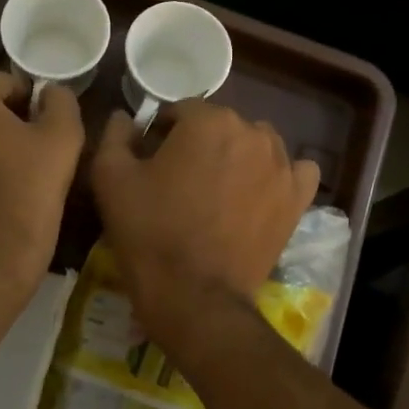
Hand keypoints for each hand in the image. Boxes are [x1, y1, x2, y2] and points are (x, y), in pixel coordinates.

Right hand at [90, 101, 318, 343]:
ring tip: (217, 192)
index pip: (180, 111)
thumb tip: (126, 118)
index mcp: (208, 120)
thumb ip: (116, 135)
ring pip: (256, 144)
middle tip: (179, 182)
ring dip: (237, 157)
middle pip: (219, 126)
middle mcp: (252, 133)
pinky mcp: (297, 199)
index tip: (149, 162)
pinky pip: (295, 171)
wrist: (193, 296)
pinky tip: (259, 193)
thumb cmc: (149, 232)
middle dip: (199, 145)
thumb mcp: (111, 178)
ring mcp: (281, 166)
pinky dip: (279, 176)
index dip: (161, 134)